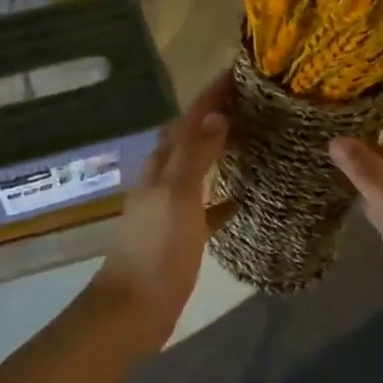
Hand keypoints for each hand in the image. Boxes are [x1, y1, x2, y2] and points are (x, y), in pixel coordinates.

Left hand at [89, 71, 233, 349]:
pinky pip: (204, 206)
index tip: (238, 72)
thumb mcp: (178, 197)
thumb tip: (216, 115)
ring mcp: (169, 207)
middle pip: (191, 137)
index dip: (211, 95)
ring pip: (197, 168)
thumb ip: (196, 156)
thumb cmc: (156, 251)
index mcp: (161, 165)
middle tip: (251, 101)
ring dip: (219, 150)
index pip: (189, 118)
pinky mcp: (178, 235)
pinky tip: (243, 197)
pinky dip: (221, 196)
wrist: (131, 311)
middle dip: (215, 116)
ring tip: (251, 138)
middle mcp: (163, 179)